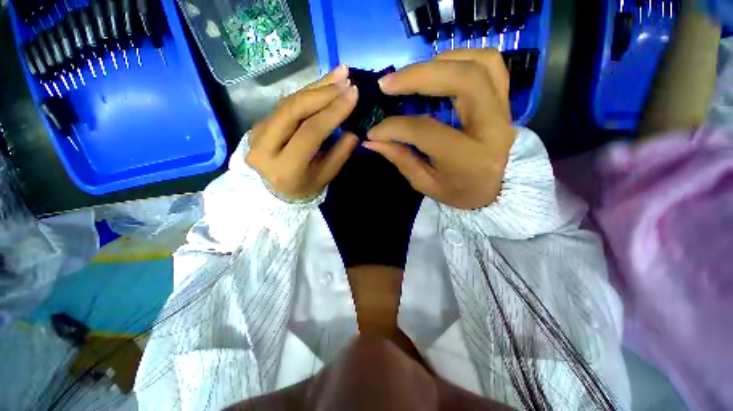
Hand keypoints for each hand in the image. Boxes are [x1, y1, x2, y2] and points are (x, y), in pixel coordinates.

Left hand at [245, 65, 359, 200]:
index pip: (310, 133)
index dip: (332, 112)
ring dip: (315, 87)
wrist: (273, 191)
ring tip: (339, 73)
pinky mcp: (259, 123)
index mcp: (285, 167)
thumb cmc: (304, 187)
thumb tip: (353, 127)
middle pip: (293, 110)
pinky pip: (285, 104)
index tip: (354, 94)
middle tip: (346, 79)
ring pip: (288, 102)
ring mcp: (257, 132)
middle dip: (323, 92)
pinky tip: (324, 84)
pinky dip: (307, 93)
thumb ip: (340, 152)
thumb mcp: (326, 176)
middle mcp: (264, 147)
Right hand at [364, 49, 515, 209]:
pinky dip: (462, 58)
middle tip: (386, 84)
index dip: (395, 127)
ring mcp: (504, 110)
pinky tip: (438, 69)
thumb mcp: (425, 184)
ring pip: (481, 63)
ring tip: (411, 74)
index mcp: (469, 158)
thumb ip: (401, 159)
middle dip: (418, 75)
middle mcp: (492, 128)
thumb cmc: (458, 192)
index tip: (374, 130)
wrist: (493, 191)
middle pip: (463, 80)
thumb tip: (372, 140)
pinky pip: (491, 64)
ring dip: (440, 61)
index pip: (427, 130)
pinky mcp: (504, 101)